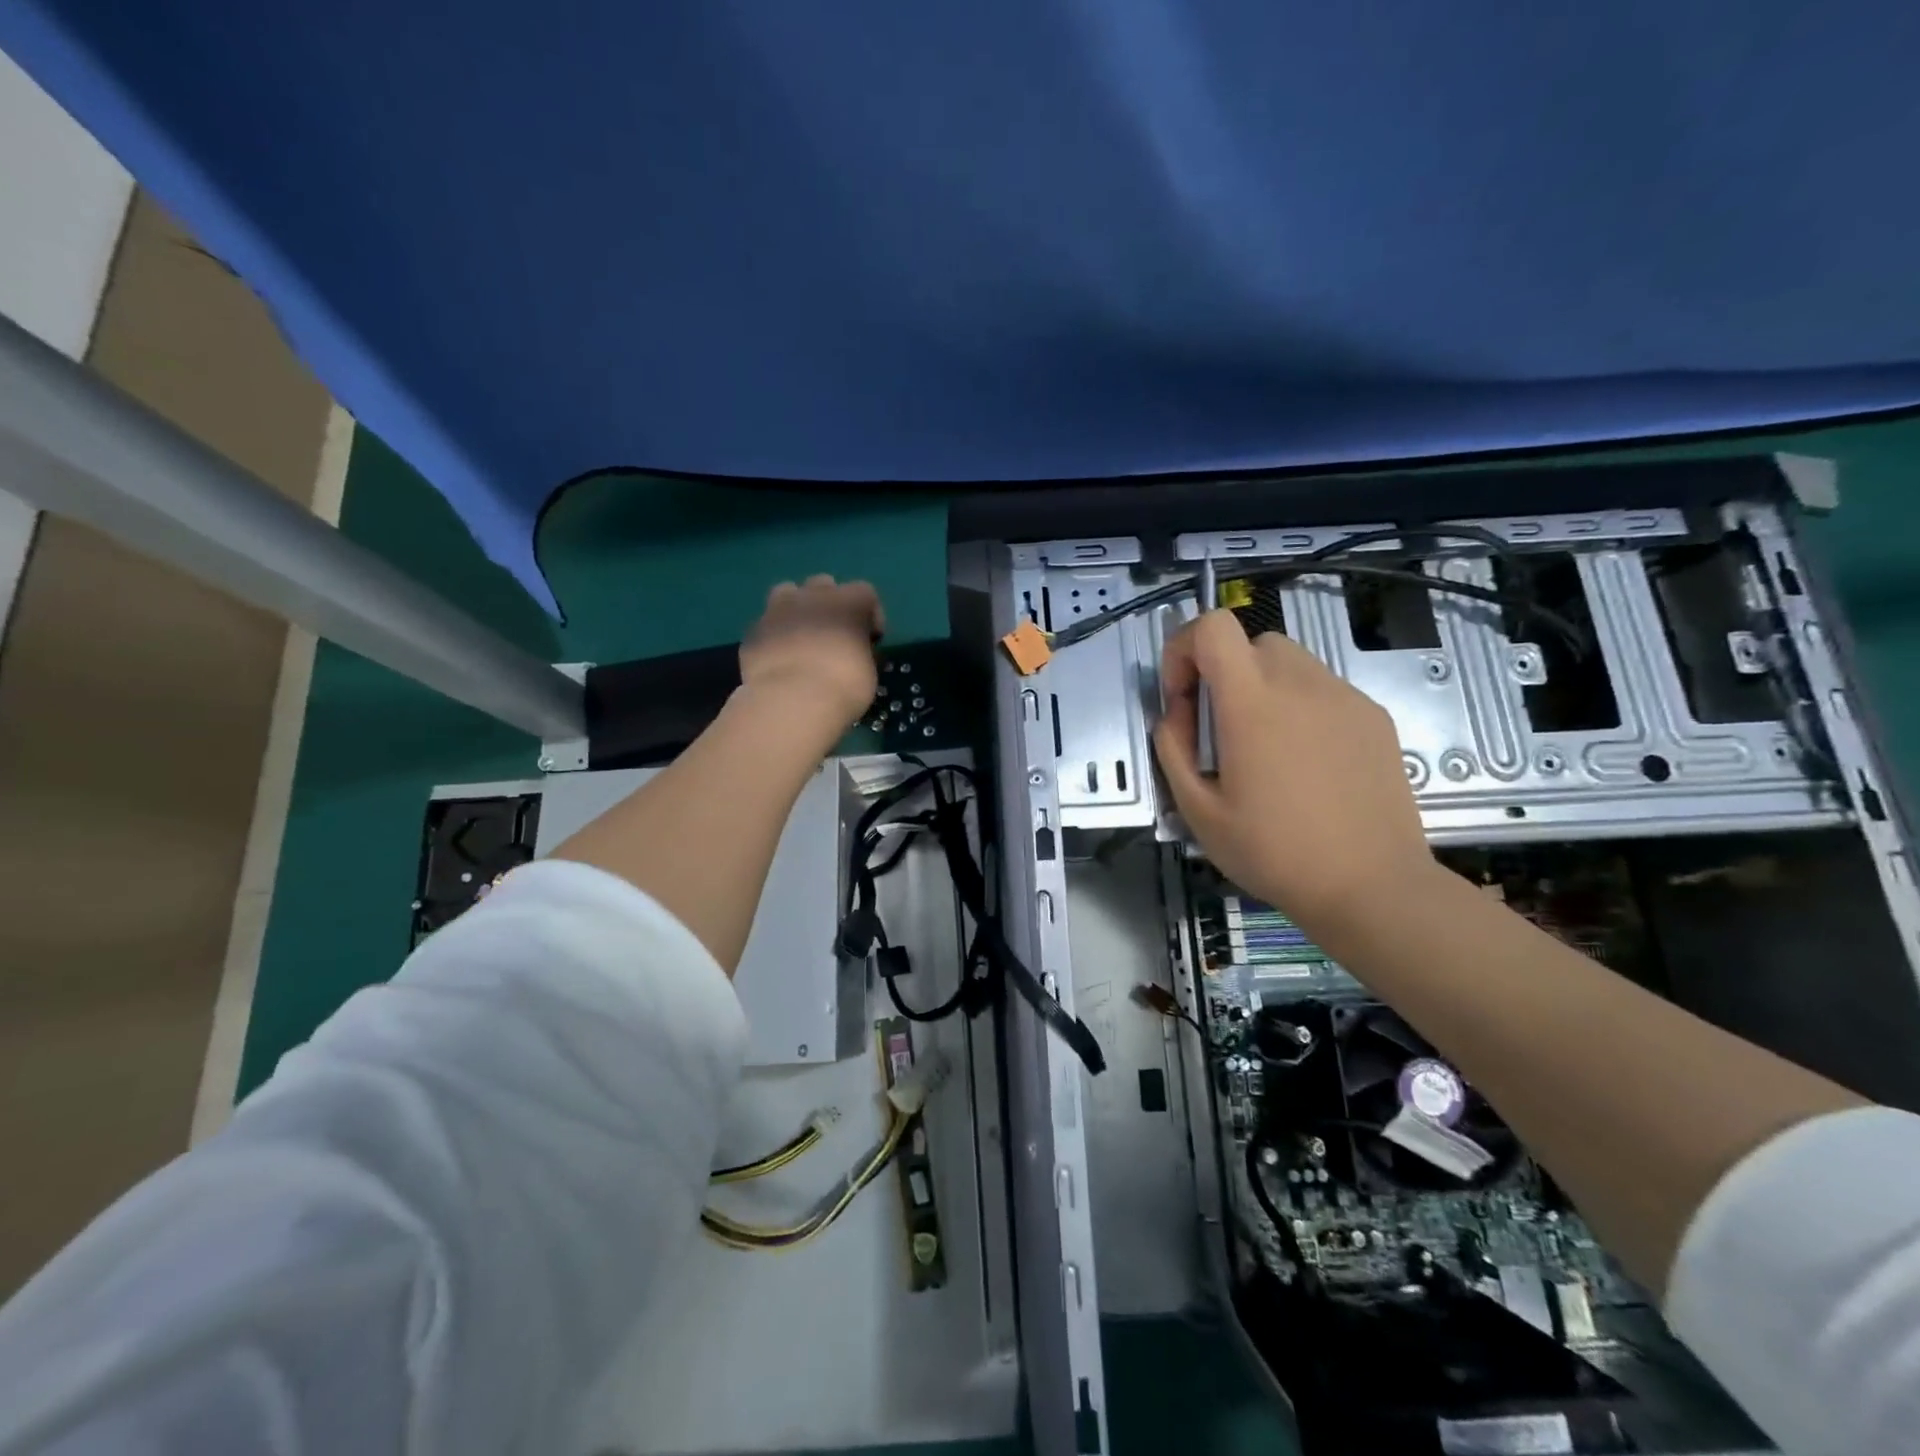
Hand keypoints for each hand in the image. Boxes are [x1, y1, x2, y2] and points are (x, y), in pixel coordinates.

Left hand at [738, 575, 883, 729]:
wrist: (792, 700)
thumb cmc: (843, 685)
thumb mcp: (869, 671)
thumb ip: (861, 652)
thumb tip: (854, 652)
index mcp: (848, 601)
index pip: (866, 593)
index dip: (870, 616)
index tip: (871, 641)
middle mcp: (812, 596)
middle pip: (824, 585)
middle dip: (830, 604)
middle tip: (833, 634)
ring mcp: (778, 610)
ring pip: (787, 593)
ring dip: (796, 609)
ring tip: (801, 637)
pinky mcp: (753, 631)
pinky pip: (767, 625)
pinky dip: (774, 637)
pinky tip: (779, 660)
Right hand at [1154, 611, 1434, 934]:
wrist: (1371, 885)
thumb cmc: (1274, 852)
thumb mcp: (1198, 811)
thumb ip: (1173, 749)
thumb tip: (1176, 716)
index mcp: (1252, 702)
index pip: (1212, 627)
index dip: (1184, 649)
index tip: (1183, 698)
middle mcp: (1301, 684)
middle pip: (1251, 642)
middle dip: (1223, 672)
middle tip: (1220, 728)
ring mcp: (1344, 697)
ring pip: (1290, 662)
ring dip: (1262, 687)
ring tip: (1264, 746)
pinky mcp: (1374, 716)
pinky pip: (1324, 689)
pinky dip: (1300, 706)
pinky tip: (1306, 762)